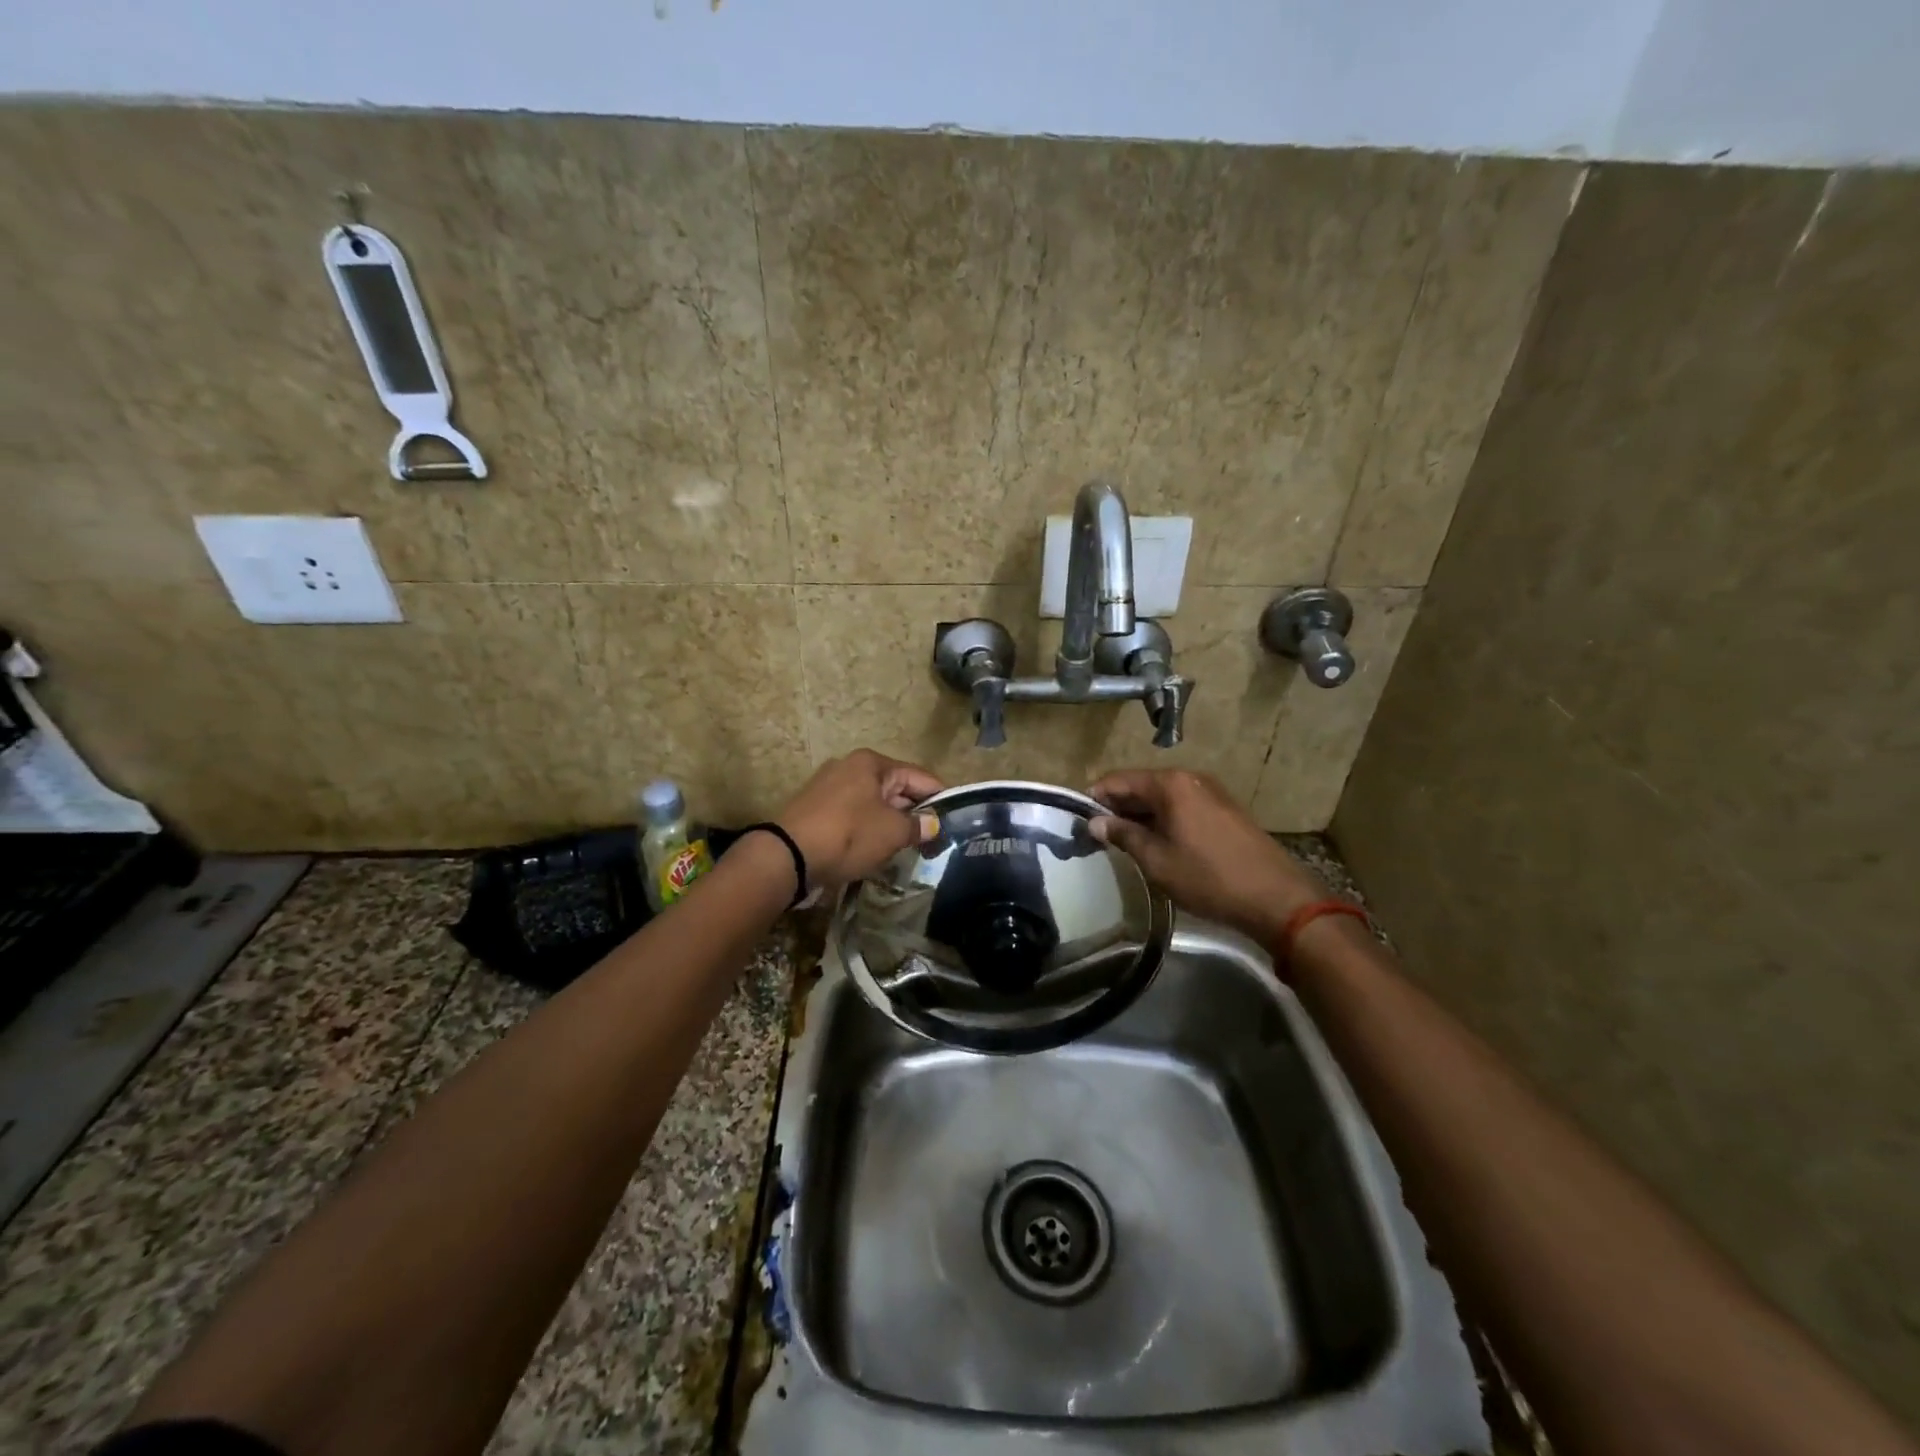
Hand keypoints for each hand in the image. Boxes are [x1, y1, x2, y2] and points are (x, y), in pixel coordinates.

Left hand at [776, 749, 943, 889]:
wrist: (787, 856)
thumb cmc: (848, 835)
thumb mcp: (892, 832)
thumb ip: (918, 826)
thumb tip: (933, 824)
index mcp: (872, 763)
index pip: (919, 776)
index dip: (940, 798)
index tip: (955, 819)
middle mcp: (850, 766)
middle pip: (895, 788)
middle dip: (914, 812)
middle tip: (933, 839)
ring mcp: (828, 787)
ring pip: (873, 803)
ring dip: (890, 822)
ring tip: (907, 847)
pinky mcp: (815, 809)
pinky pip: (853, 815)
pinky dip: (867, 828)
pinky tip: (875, 849)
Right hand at [1088, 769, 1329, 946]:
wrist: (1276, 898)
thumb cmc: (1208, 878)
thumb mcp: (1156, 860)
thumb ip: (1123, 835)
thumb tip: (1095, 822)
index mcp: (1170, 784)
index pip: (1119, 780)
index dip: (1095, 797)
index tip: (1079, 819)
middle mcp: (1190, 778)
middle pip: (1141, 785)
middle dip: (1117, 806)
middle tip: (1097, 833)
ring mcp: (1211, 792)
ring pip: (1163, 797)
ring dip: (1141, 814)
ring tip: (1123, 841)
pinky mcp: (1225, 809)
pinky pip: (1182, 806)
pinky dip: (1164, 819)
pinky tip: (1157, 843)